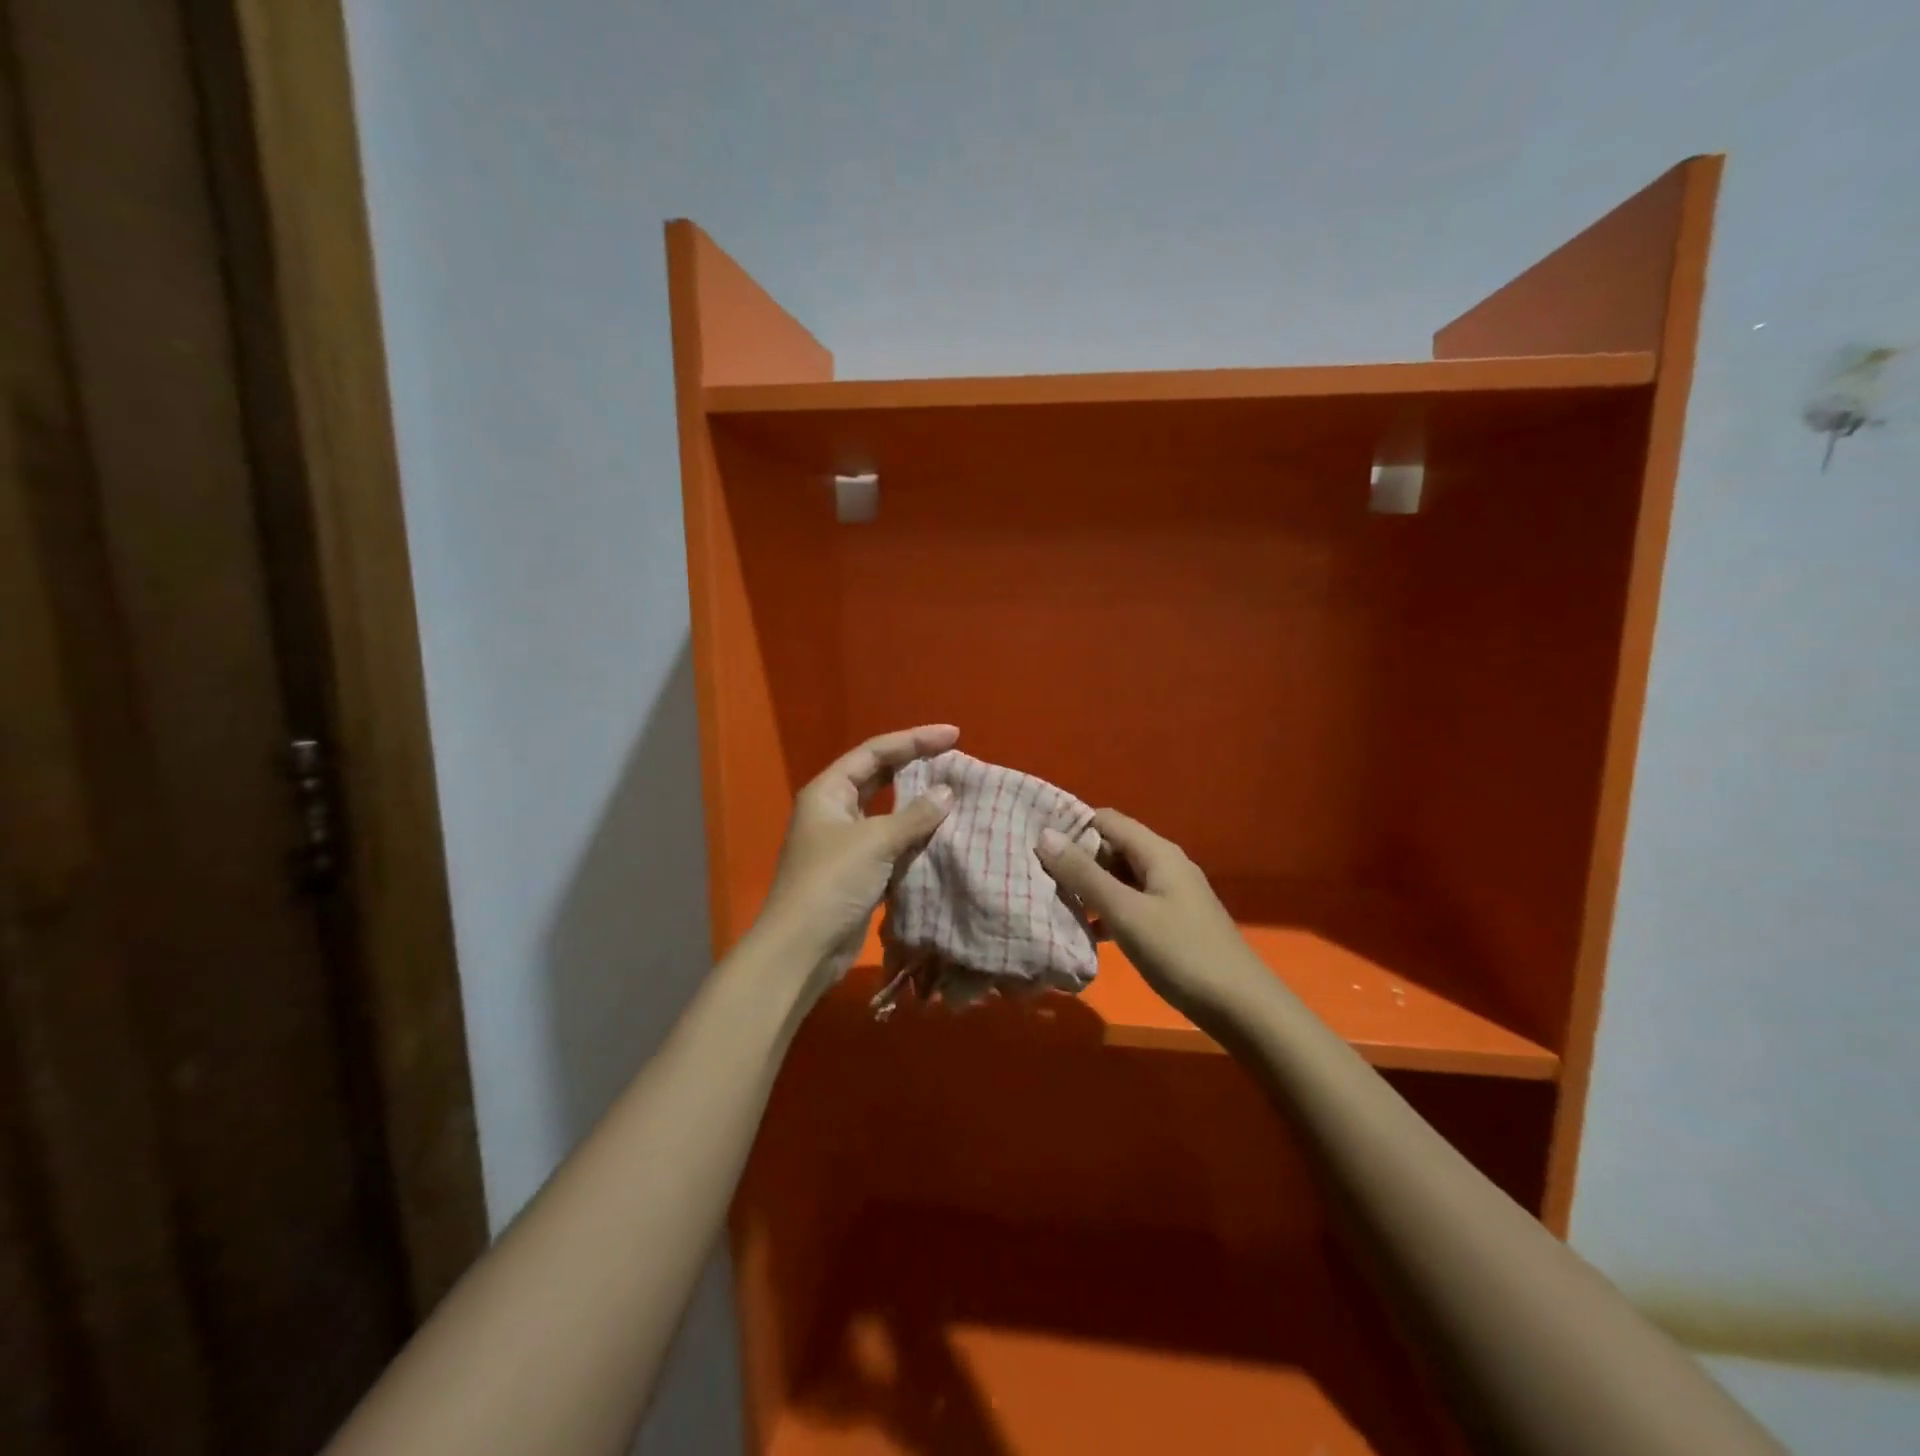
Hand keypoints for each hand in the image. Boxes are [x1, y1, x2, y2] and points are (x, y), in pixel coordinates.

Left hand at [755, 725, 958, 990]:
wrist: (803, 949)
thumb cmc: (832, 882)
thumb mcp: (875, 841)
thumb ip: (914, 815)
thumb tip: (947, 792)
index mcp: (829, 791)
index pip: (875, 752)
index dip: (914, 740)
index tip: (953, 735)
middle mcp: (835, 811)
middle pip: (880, 777)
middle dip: (916, 767)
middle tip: (956, 760)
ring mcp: (846, 843)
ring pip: (888, 813)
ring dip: (919, 806)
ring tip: (957, 795)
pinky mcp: (858, 873)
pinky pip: (893, 845)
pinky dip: (916, 839)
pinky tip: (944, 837)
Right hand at [1037, 809, 1263, 1020]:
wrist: (1241, 1007)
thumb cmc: (1181, 953)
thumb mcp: (1126, 912)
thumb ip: (1084, 874)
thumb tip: (1045, 835)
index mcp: (1157, 852)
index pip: (1106, 820)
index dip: (1071, 826)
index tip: (1036, 843)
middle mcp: (1165, 864)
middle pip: (1113, 847)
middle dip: (1077, 858)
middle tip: (1038, 876)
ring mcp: (1171, 894)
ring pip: (1120, 878)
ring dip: (1090, 887)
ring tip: (1053, 902)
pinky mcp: (1172, 922)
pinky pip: (1131, 904)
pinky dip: (1107, 911)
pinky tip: (1087, 932)